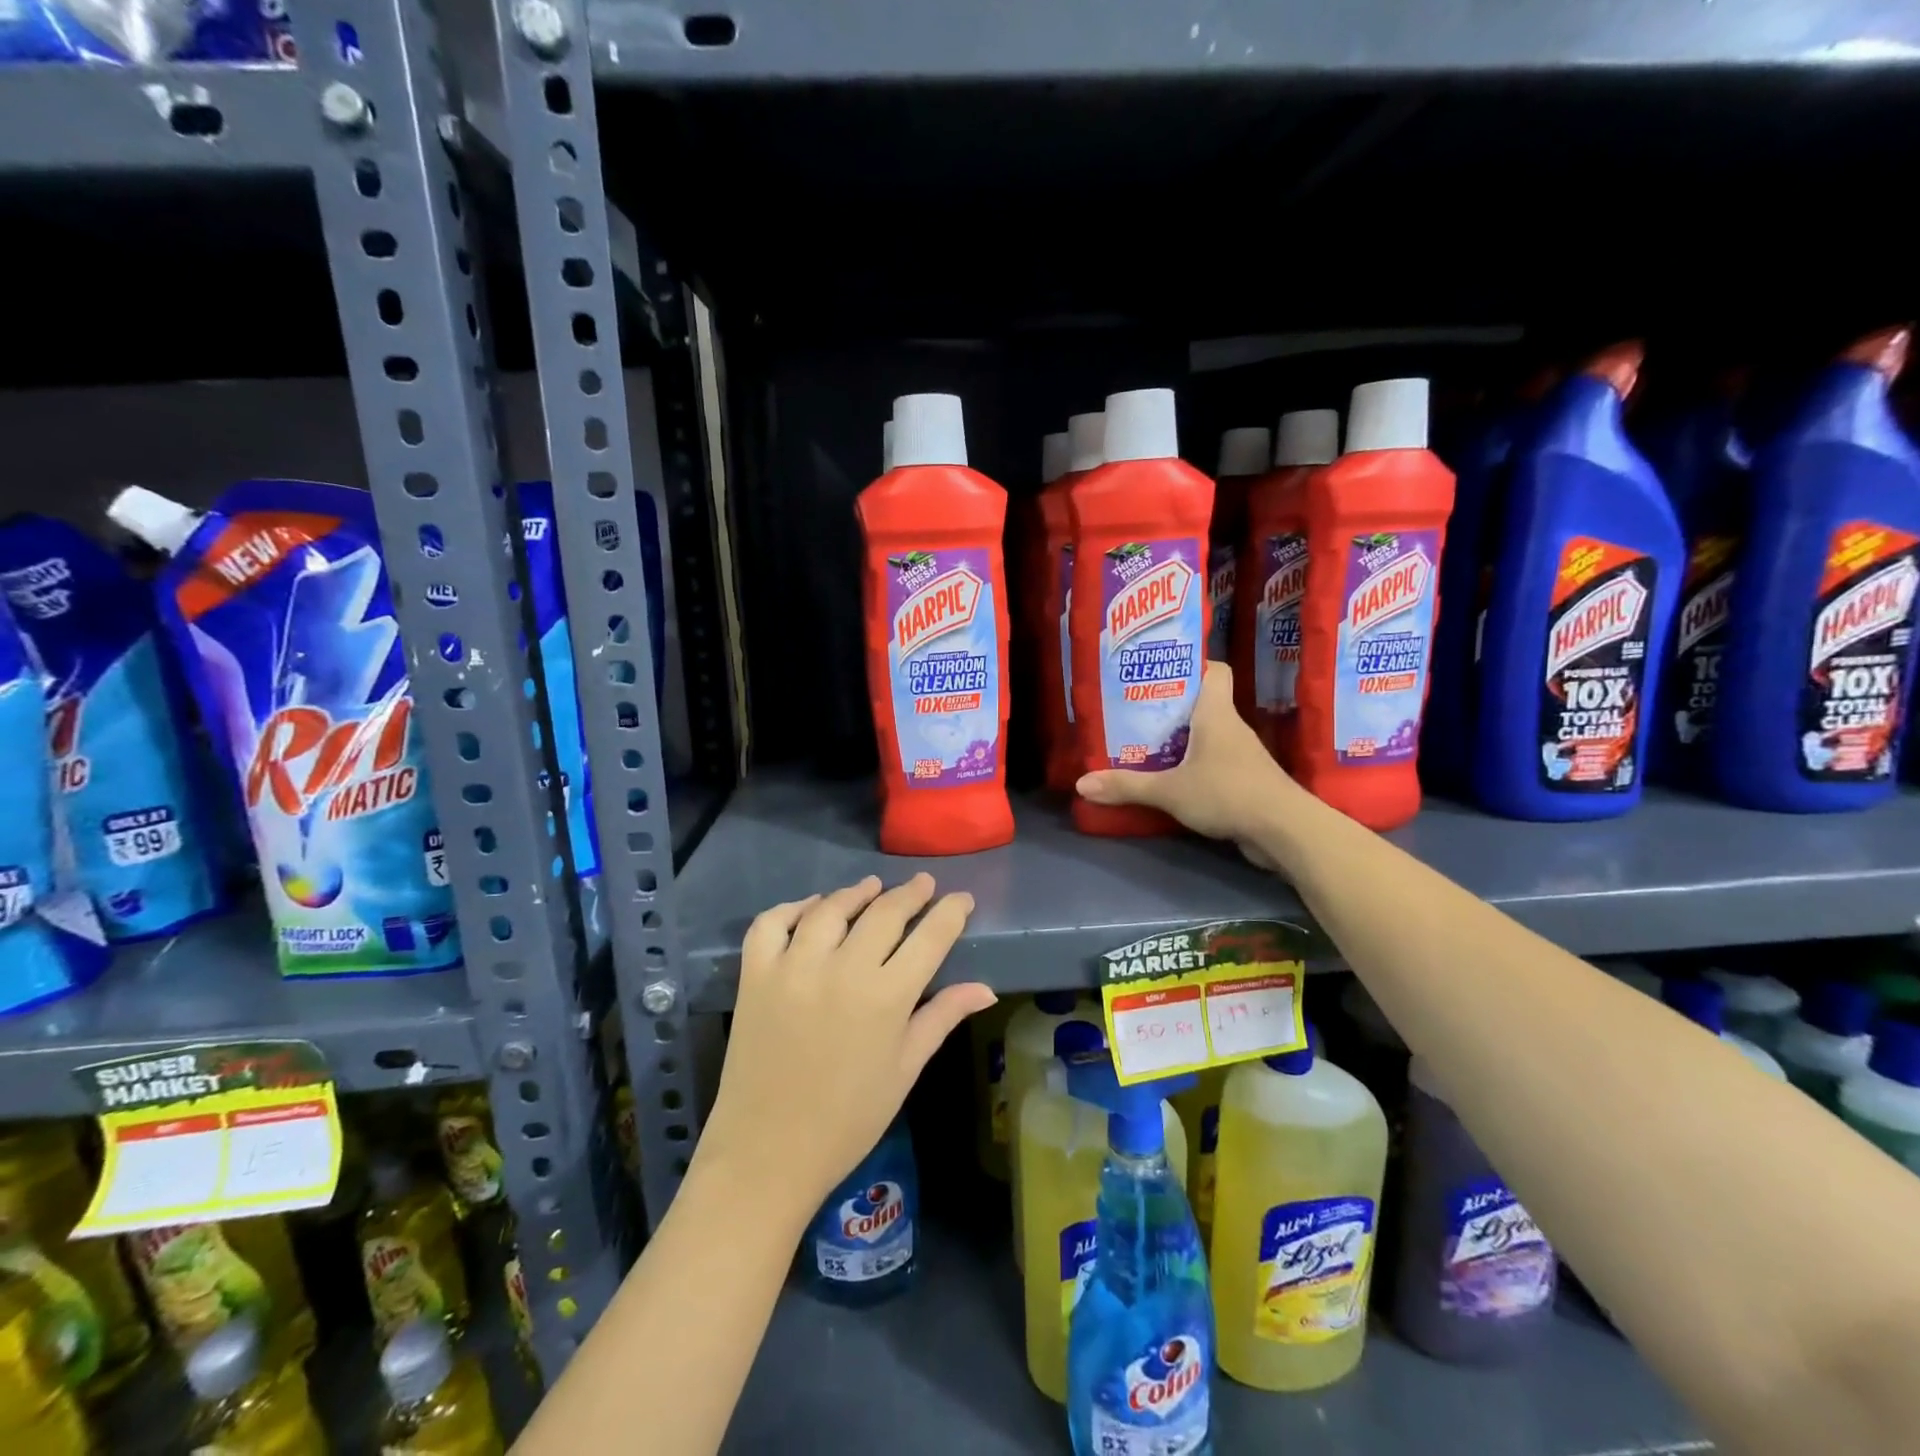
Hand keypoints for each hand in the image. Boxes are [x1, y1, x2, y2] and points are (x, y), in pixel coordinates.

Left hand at [697, 874, 993, 1219]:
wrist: (768, 1154)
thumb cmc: (849, 1120)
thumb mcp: (905, 1069)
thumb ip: (942, 1018)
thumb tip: (986, 989)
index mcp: (887, 997)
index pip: (930, 937)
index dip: (950, 912)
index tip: (961, 898)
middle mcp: (843, 970)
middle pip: (884, 912)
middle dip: (911, 893)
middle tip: (923, 883)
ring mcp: (794, 968)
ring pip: (830, 909)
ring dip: (856, 893)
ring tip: (872, 887)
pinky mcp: (755, 975)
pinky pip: (771, 923)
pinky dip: (792, 908)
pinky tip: (811, 908)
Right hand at [1076, 662, 1296, 864]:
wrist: (1284, 830)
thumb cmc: (1228, 793)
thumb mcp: (1169, 790)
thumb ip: (1127, 786)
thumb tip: (1081, 784)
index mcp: (1216, 713)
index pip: (1215, 670)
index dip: (1191, 665)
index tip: (1160, 671)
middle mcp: (1232, 727)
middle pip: (1202, 703)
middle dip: (1171, 707)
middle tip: (1135, 712)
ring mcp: (1242, 755)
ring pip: (1208, 735)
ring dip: (1181, 739)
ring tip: (1145, 744)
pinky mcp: (1246, 780)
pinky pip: (1214, 762)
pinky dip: (1194, 765)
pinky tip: (1172, 778)